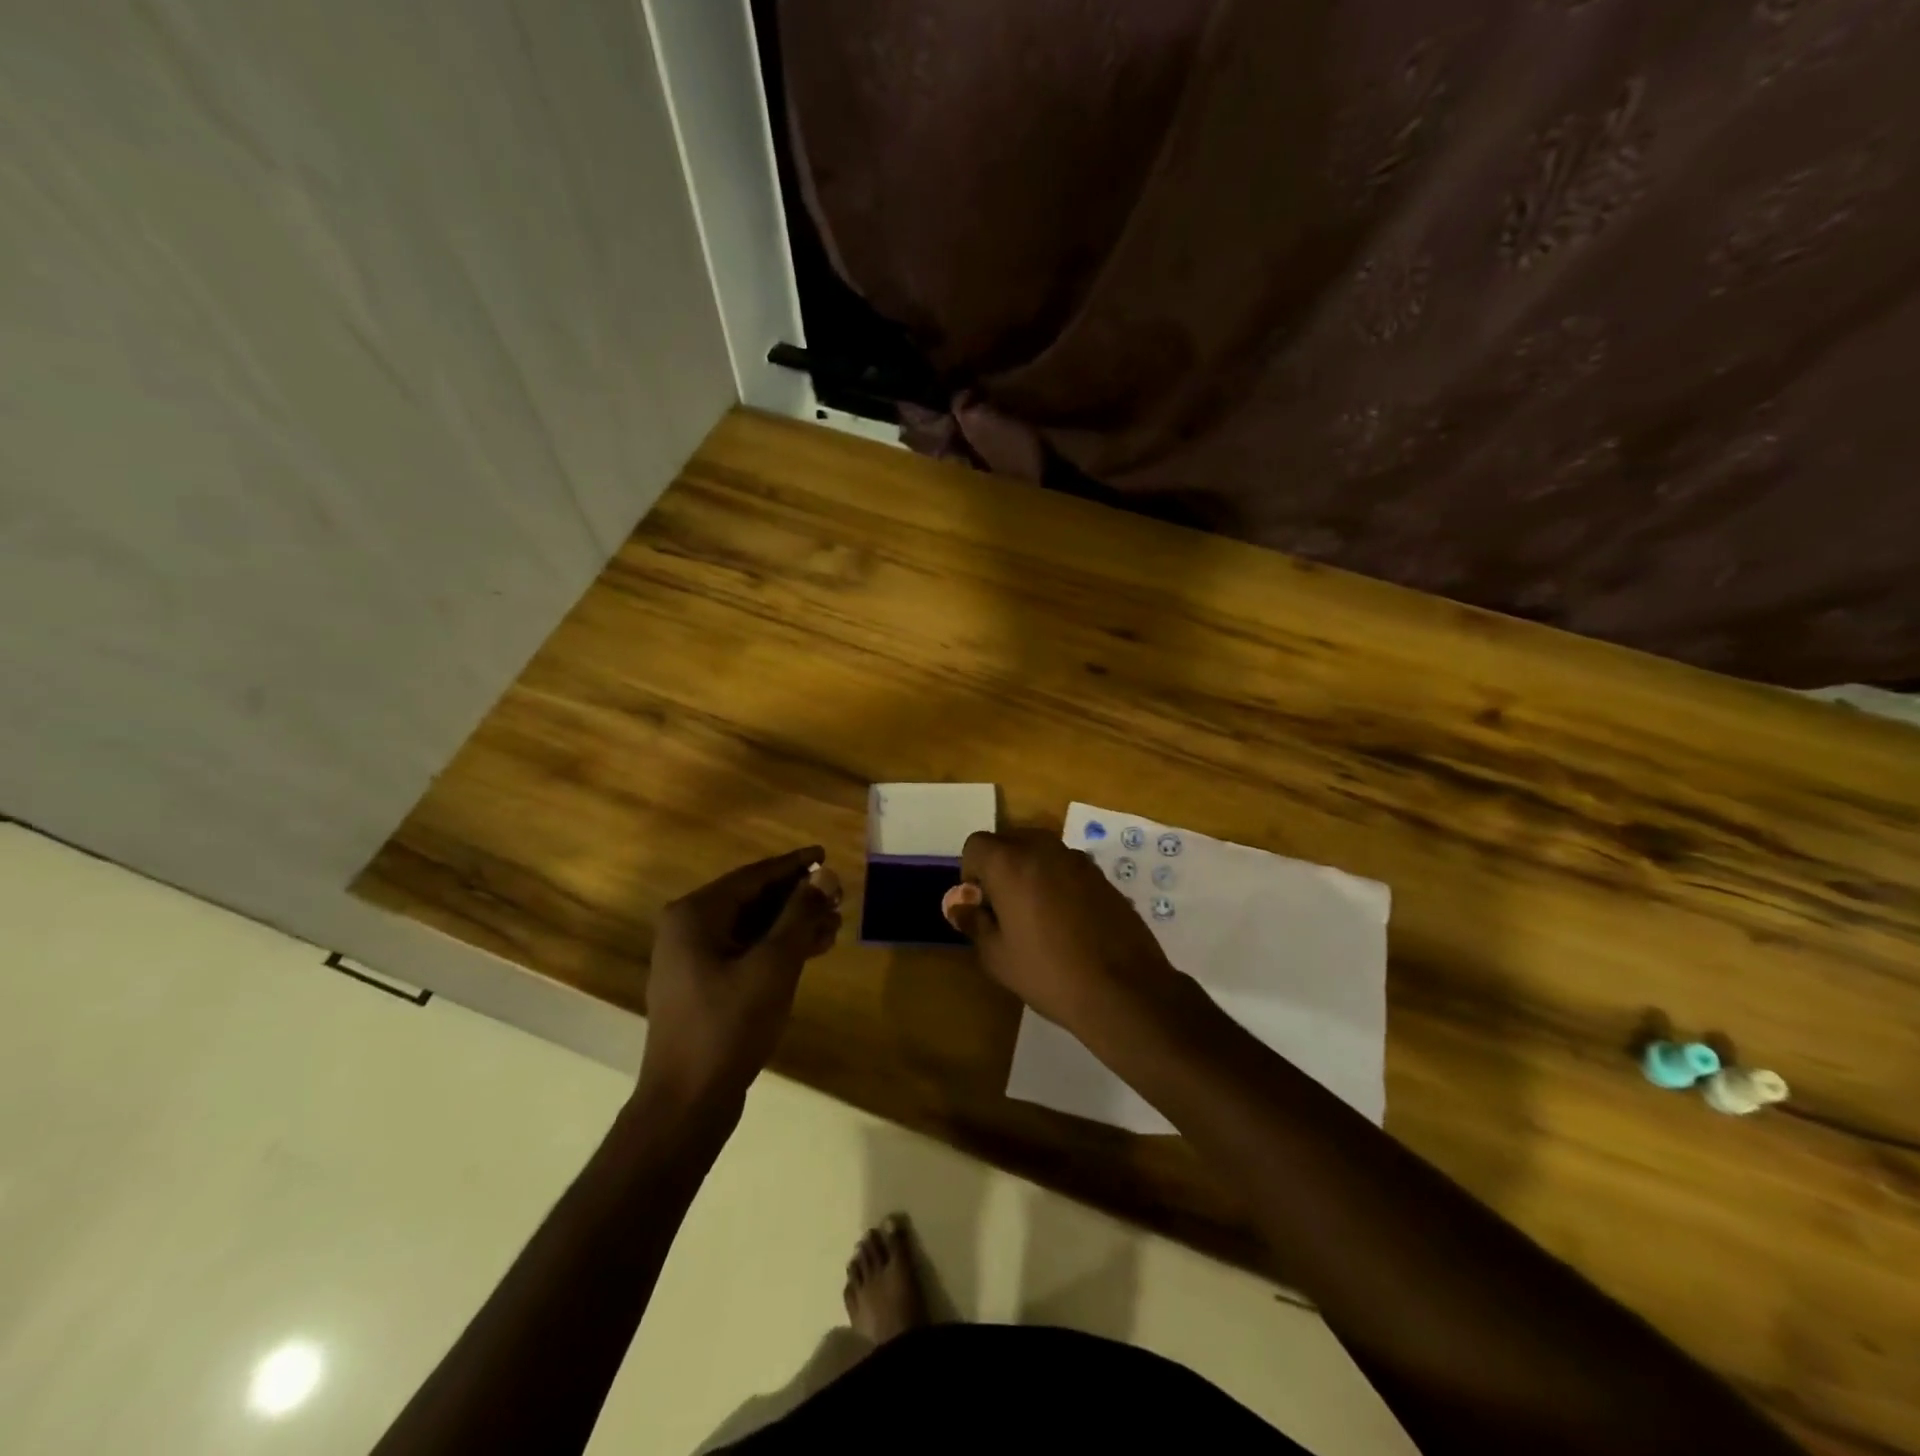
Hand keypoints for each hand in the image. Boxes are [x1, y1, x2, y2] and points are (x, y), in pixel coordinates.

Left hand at [637, 846, 842, 1113]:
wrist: (687, 1103)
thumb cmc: (728, 1026)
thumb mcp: (773, 965)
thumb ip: (800, 915)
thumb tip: (825, 874)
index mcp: (695, 915)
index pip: (753, 876)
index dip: (793, 865)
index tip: (825, 854)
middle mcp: (688, 929)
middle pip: (752, 900)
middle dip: (797, 897)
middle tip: (838, 895)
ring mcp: (693, 960)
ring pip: (752, 927)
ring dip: (792, 924)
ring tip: (835, 923)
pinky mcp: (704, 985)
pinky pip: (746, 951)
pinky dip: (778, 948)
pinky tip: (813, 949)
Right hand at [942, 828, 1178, 1031]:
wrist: (1123, 989)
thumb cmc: (1048, 973)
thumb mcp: (997, 956)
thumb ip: (973, 921)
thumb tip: (959, 904)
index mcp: (1011, 863)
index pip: (976, 844)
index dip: (971, 873)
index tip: (981, 906)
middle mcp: (1044, 849)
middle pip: (1009, 842)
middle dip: (999, 869)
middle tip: (1004, 911)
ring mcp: (1078, 860)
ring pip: (1040, 853)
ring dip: (1030, 874)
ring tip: (1037, 918)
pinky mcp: (1102, 876)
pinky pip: (1066, 868)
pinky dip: (1057, 883)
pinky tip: (1067, 923)